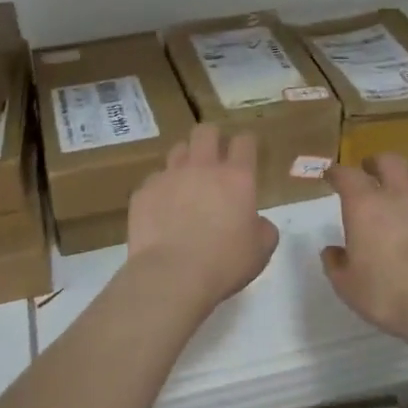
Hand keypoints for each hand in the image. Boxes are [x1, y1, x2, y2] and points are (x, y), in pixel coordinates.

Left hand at [127, 125, 279, 308]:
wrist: (172, 276)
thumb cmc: (224, 264)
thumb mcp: (260, 251)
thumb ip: (263, 228)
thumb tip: (256, 222)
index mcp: (237, 178)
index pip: (244, 142)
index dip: (246, 143)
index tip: (246, 151)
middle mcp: (202, 168)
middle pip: (206, 132)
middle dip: (212, 138)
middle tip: (214, 156)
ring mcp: (169, 176)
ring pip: (178, 149)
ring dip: (185, 159)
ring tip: (187, 180)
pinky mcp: (144, 192)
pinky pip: (154, 180)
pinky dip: (162, 189)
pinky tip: (162, 208)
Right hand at [322, 153, 407, 342]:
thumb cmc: (386, 295)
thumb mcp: (347, 286)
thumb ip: (335, 263)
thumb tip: (332, 251)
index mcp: (365, 207)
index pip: (346, 175)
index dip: (337, 172)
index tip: (332, 176)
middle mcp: (398, 196)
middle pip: (389, 161)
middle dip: (376, 162)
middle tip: (370, 172)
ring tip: (404, 190)